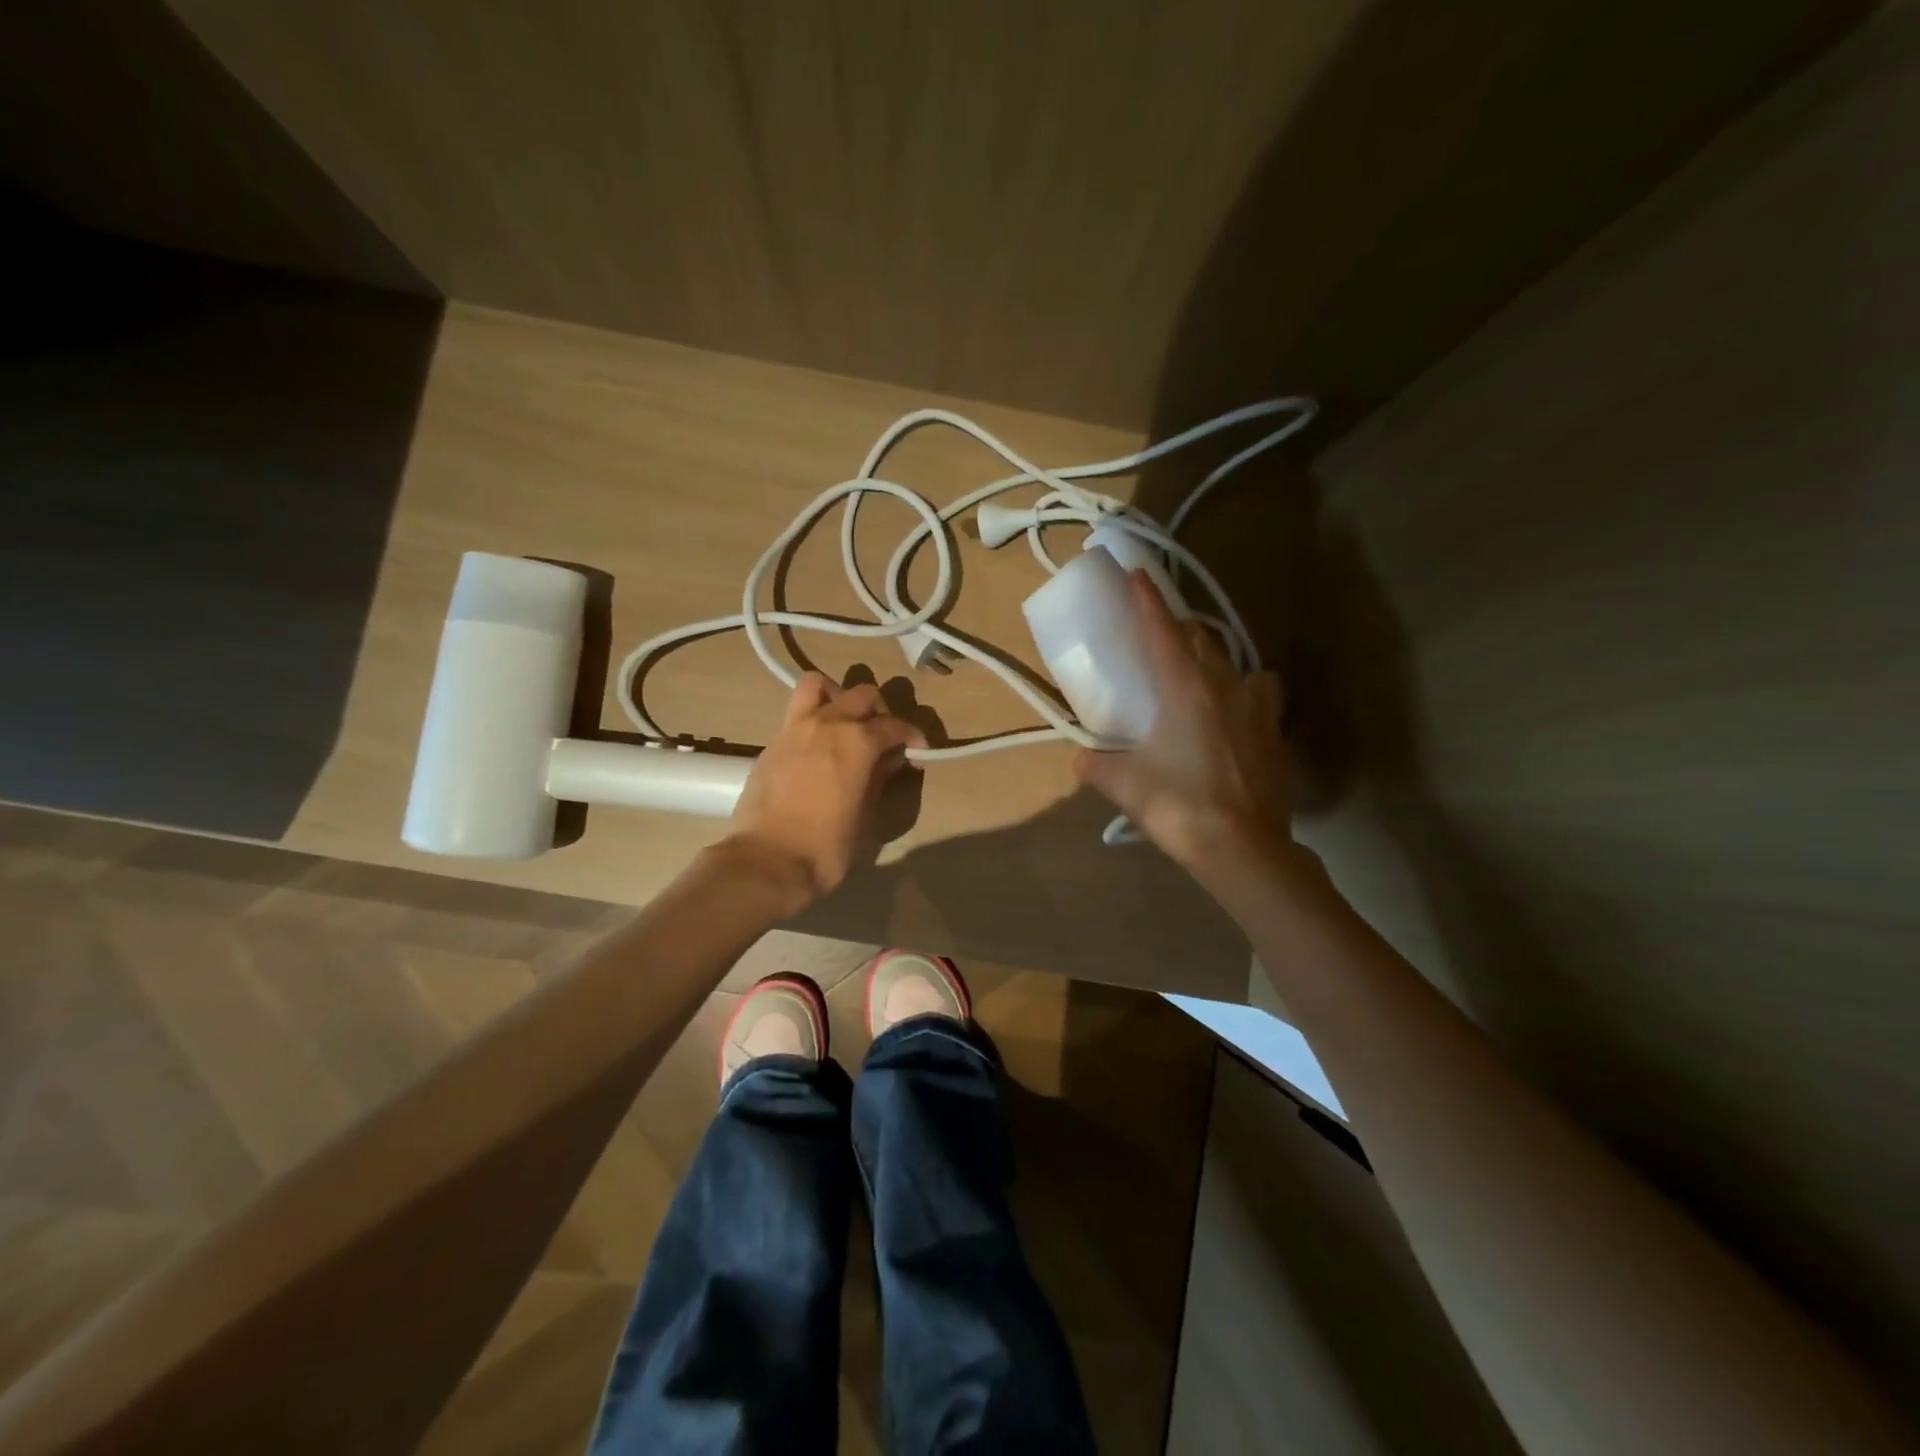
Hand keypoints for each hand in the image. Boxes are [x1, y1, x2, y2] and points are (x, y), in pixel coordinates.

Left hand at [725, 673, 923, 901]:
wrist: (765, 861)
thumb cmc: (825, 847)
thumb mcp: (865, 816)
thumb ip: (878, 780)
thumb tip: (886, 761)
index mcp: (858, 741)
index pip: (895, 726)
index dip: (912, 738)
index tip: (917, 754)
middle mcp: (828, 723)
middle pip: (862, 694)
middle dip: (879, 711)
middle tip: (882, 738)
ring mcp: (795, 728)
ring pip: (817, 684)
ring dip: (837, 696)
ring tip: (844, 722)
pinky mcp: (772, 743)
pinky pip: (796, 713)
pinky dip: (812, 718)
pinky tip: (817, 747)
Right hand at [1074, 571, 1294, 876]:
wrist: (1243, 849)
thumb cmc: (1179, 806)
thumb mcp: (1124, 784)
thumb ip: (1096, 764)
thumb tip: (1081, 757)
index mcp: (1185, 688)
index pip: (1162, 630)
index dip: (1147, 600)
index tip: (1137, 574)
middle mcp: (1225, 686)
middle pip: (1201, 640)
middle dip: (1179, 630)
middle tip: (1160, 637)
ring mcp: (1258, 709)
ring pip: (1237, 665)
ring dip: (1216, 661)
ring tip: (1202, 679)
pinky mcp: (1276, 734)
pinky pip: (1261, 697)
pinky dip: (1245, 695)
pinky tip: (1233, 718)